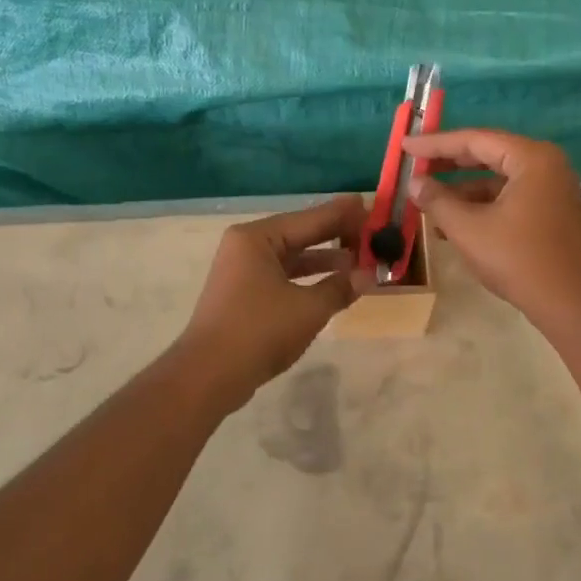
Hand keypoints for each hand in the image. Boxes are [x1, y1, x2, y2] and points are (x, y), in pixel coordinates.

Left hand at [176, 195, 372, 406]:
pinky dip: (309, 279)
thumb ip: (340, 287)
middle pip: (300, 234)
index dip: (342, 214)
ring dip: (325, 260)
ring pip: (292, 258)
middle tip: (372, 230)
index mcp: (257, 238)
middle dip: (336, 235)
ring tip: (362, 259)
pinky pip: (284, 277)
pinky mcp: (244, 296)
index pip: (309, 219)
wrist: (209, 375)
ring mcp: (243, 272)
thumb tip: (368, 275)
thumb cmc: (259, 331)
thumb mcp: (308, 309)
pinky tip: (335, 284)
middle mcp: (247, 247)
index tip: (369, 204)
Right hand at [403, 129, 580, 328]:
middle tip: (414, 164)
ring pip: (496, 178)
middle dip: (448, 163)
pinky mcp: (549, 210)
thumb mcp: (468, 229)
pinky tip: (451, 222)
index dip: (435, 144)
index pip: (475, 140)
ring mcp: (550, 188)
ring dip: (461, 189)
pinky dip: (480, 205)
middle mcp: (545, 164)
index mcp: (531, 158)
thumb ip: (437, 201)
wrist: (569, 302)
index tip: (405, 146)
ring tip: (425, 200)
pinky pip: (508, 196)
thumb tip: (415, 184)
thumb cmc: (517, 259)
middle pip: (488, 154)